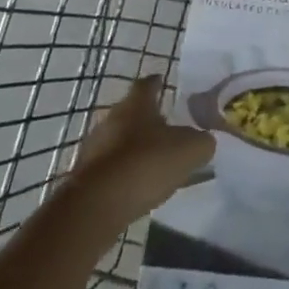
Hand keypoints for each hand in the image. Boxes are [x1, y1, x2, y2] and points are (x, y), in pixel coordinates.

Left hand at [72, 76, 212, 230]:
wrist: (96, 206)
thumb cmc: (146, 164)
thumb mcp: (190, 150)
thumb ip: (202, 141)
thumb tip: (204, 141)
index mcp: (136, 104)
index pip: (147, 84)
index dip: (157, 83)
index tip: (164, 82)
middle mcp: (111, 119)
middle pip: (131, 112)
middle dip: (148, 119)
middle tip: (168, 127)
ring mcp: (94, 148)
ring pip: (119, 140)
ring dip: (135, 147)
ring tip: (155, 160)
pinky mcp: (84, 177)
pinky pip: (110, 167)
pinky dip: (124, 171)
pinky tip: (138, 184)